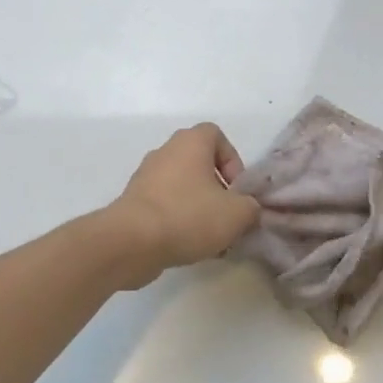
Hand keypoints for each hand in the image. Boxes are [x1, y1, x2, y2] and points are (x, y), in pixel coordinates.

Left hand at [107, 123, 260, 287]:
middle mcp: (165, 152)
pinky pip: (164, 206)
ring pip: (182, 188)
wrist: (132, 242)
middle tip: (227, 216)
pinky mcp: (133, 203)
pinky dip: (178, 221)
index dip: (232, 160)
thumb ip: (250, 207)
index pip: (216, 135)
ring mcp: (145, 177)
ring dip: (199, 208)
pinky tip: (188, 247)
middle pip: (199, 164)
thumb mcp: (237, 214)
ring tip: (210, 238)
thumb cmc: (188, 216)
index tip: (237, 189)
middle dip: (217, 190)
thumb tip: (246, 209)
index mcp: (190, 143)